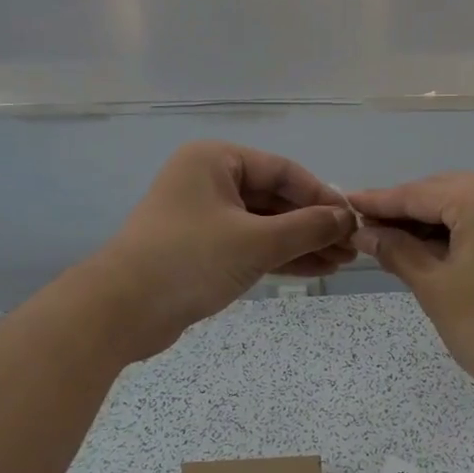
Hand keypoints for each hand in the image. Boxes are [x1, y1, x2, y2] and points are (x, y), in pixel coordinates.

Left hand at [83, 141, 354, 361]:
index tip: (352, 220)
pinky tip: (314, 270)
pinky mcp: (201, 249)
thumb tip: (346, 218)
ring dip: (301, 243)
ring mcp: (204, 216)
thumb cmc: (189, 260)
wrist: (120, 312)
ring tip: (341, 263)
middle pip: (275, 198)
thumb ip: (306, 228)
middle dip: (313, 224)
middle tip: (352, 247)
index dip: (321, 195)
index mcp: (215, 160)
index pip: (283, 170)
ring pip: (264, 224)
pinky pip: (250, 245)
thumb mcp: (256, 242)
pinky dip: (279, 257)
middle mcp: (209, 181)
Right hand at [346, 173, 473, 405]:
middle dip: (404, 211)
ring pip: (465, 205)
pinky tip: (431, 247)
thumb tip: (365, 232)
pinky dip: (458, 231)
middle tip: (365, 228)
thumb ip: (397, 250)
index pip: (418, 193)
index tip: (345, 203)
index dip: (379, 201)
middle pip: (443, 192)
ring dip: (430, 221)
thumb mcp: (434, 287)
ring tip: (391, 240)